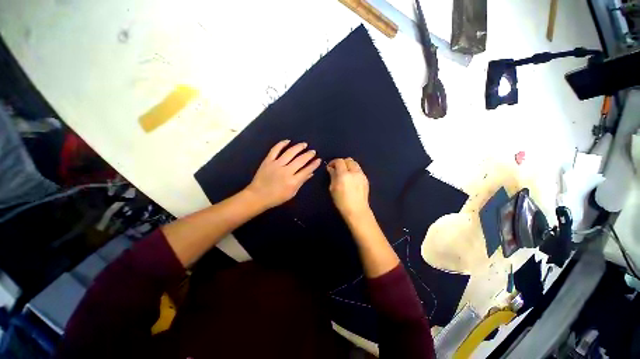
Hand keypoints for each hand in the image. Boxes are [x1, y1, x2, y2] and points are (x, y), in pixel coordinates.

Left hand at [246, 140, 321, 208]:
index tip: (318, 160)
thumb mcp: (292, 193)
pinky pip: (275, 150)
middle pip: (300, 160)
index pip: (307, 170)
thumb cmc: (276, 197)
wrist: (257, 196)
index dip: (314, 164)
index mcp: (293, 181)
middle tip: (313, 151)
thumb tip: (311, 173)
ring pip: (290, 153)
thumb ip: (302, 182)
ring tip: (304, 144)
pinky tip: (288, 141)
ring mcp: (276, 165)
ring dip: (298, 147)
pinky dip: (281, 144)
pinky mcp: (268, 161)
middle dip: (308, 155)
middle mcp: (286, 171)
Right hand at [327, 158, 370, 219]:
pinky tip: (351, 178)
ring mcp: (361, 175)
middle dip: (342, 162)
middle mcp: (354, 172)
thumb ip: (332, 176)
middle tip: (337, 169)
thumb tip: (331, 168)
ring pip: (355, 164)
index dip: (333, 162)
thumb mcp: (333, 189)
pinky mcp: (366, 179)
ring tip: (344, 172)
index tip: (330, 167)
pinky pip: (359, 170)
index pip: (339, 161)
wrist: (357, 210)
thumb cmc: (341, 201)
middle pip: (348, 160)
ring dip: (348, 165)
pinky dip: (354, 170)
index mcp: (344, 174)